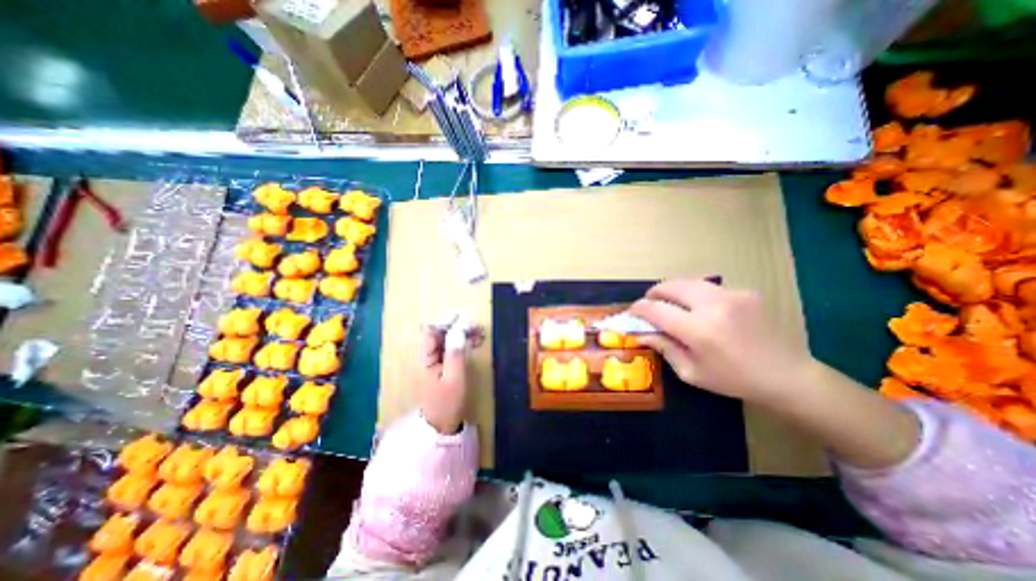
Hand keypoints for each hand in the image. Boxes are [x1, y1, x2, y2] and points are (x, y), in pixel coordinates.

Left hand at [415, 324, 480, 432]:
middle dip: (457, 326)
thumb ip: (455, 353)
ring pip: (447, 339)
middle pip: (439, 333)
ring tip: (480, 333)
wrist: (441, 426)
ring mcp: (434, 360)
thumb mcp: (454, 379)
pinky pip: (451, 348)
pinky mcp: (442, 365)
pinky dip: (462, 343)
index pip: (430, 331)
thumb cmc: (447, 403)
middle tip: (477, 326)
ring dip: (462, 334)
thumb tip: (459, 329)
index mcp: (424, 358)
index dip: (445, 322)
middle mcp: (427, 356)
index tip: (463, 318)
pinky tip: (476, 342)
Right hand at [627, 278, 811, 405]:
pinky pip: (708, 287)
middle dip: (654, 293)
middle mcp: (713, 305)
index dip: (639, 309)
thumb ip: (664, 348)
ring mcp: (732, 295)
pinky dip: (695, 294)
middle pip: (671, 286)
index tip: (632, 312)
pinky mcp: (744, 292)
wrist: (787, 376)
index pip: (656, 310)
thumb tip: (642, 333)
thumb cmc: (733, 380)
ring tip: (670, 303)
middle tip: (649, 304)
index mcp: (699, 330)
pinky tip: (700, 309)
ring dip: (673, 290)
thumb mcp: (691, 372)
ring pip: (688, 281)